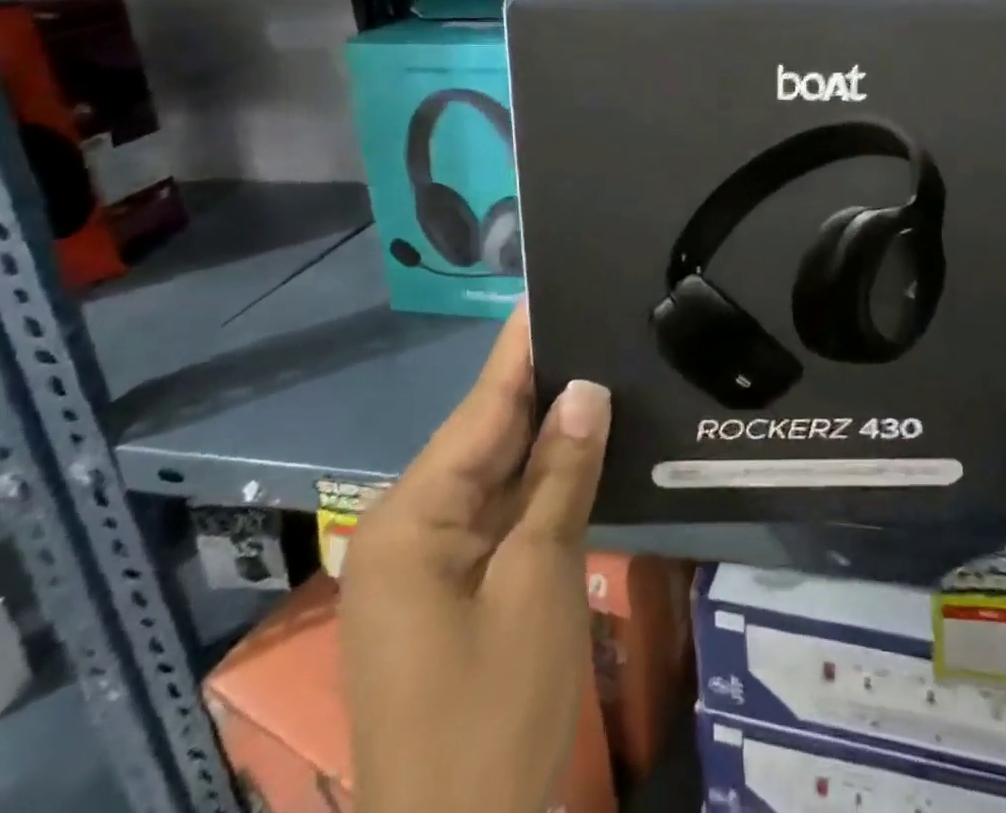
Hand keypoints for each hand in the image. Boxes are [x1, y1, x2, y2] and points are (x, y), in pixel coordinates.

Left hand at [341, 306, 610, 812]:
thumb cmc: (493, 716)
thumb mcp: (538, 584)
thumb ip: (561, 479)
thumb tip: (585, 391)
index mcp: (412, 518)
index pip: (481, 409)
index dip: (519, 348)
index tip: (547, 290)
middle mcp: (409, 527)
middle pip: (486, 436)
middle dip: (541, 382)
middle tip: (592, 320)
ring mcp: (428, 562)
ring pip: (496, 473)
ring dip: (546, 430)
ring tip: (596, 362)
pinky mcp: (452, 589)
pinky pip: (500, 511)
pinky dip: (540, 480)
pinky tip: (580, 444)